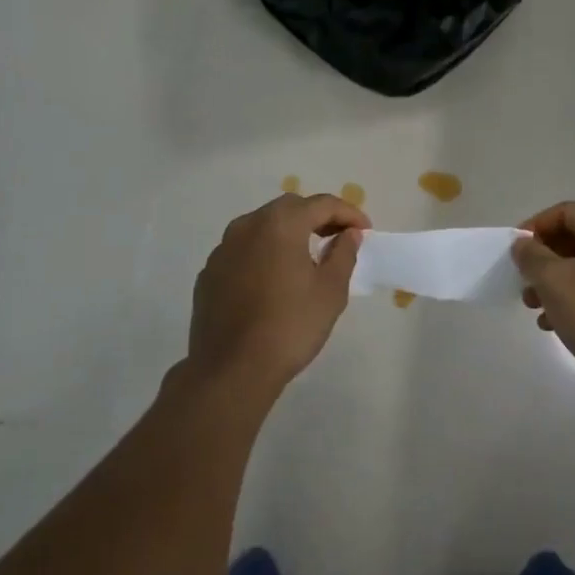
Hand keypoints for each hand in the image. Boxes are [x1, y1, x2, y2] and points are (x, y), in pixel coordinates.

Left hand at [188, 194, 369, 396]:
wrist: (232, 370)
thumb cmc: (290, 326)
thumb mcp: (331, 290)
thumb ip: (343, 254)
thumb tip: (349, 234)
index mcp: (280, 224)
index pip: (322, 204)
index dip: (349, 213)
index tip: (365, 231)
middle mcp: (247, 226)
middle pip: (289, 209)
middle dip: (317, 217)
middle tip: (338, 238)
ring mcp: (223, 249)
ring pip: (262, 227)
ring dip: (288, 233)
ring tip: (307, 257)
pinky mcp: (209, 274)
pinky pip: (243, 251)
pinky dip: (264, 254)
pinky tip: (274, 280)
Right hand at [512, 203, 574, 386]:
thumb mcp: (554, 281)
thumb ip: (532, 256)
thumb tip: (523, 244)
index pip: (567, 212)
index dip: (536, 226)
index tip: (516, 250)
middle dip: (544, 258)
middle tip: (524, 281)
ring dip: (556, 281)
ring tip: (534, 307)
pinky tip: (555, 323)